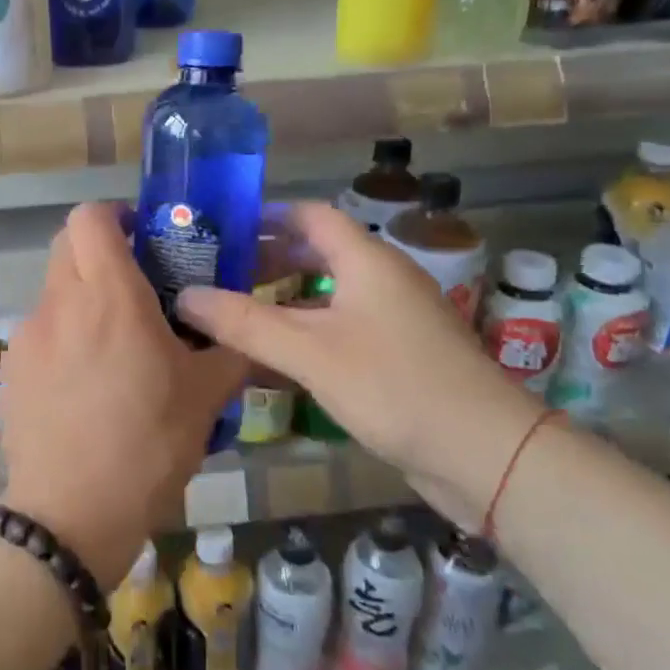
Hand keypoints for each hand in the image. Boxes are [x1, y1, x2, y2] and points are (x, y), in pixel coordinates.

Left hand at [0, 204, 246, 587]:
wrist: (70, 514)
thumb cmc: (147, 444)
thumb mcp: (206, 397)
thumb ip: (230, 351)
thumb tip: (248, 334)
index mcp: (110, 294)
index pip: (91, 216)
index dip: (115, 215)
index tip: (143, 236)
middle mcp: (62, 301)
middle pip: (68, 243)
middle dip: (99, 249)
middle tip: (135, 282)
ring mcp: (29, 335)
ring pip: (54, 288)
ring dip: (81, 296)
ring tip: (113, 342)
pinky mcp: (11, 368)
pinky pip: (40, 331)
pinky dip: (63, 335)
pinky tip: (83, 382)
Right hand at [176, 202, 539, 529]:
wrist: (486, 454)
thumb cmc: (394, 386)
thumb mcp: (310, 352)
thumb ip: (244, 323)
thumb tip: (184, 296)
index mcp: (366, 260)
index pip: (309, 215)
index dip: (265, 217)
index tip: (220, 230)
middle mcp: (383, 278)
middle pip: (318, 252)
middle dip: (267, 260)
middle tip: (217, 275)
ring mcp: (395, 317)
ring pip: (329, 293)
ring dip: (285, 298)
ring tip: (237, 314)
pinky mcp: (401, 354)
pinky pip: (343, 326)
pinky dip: (307, 330)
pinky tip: (278, 357)